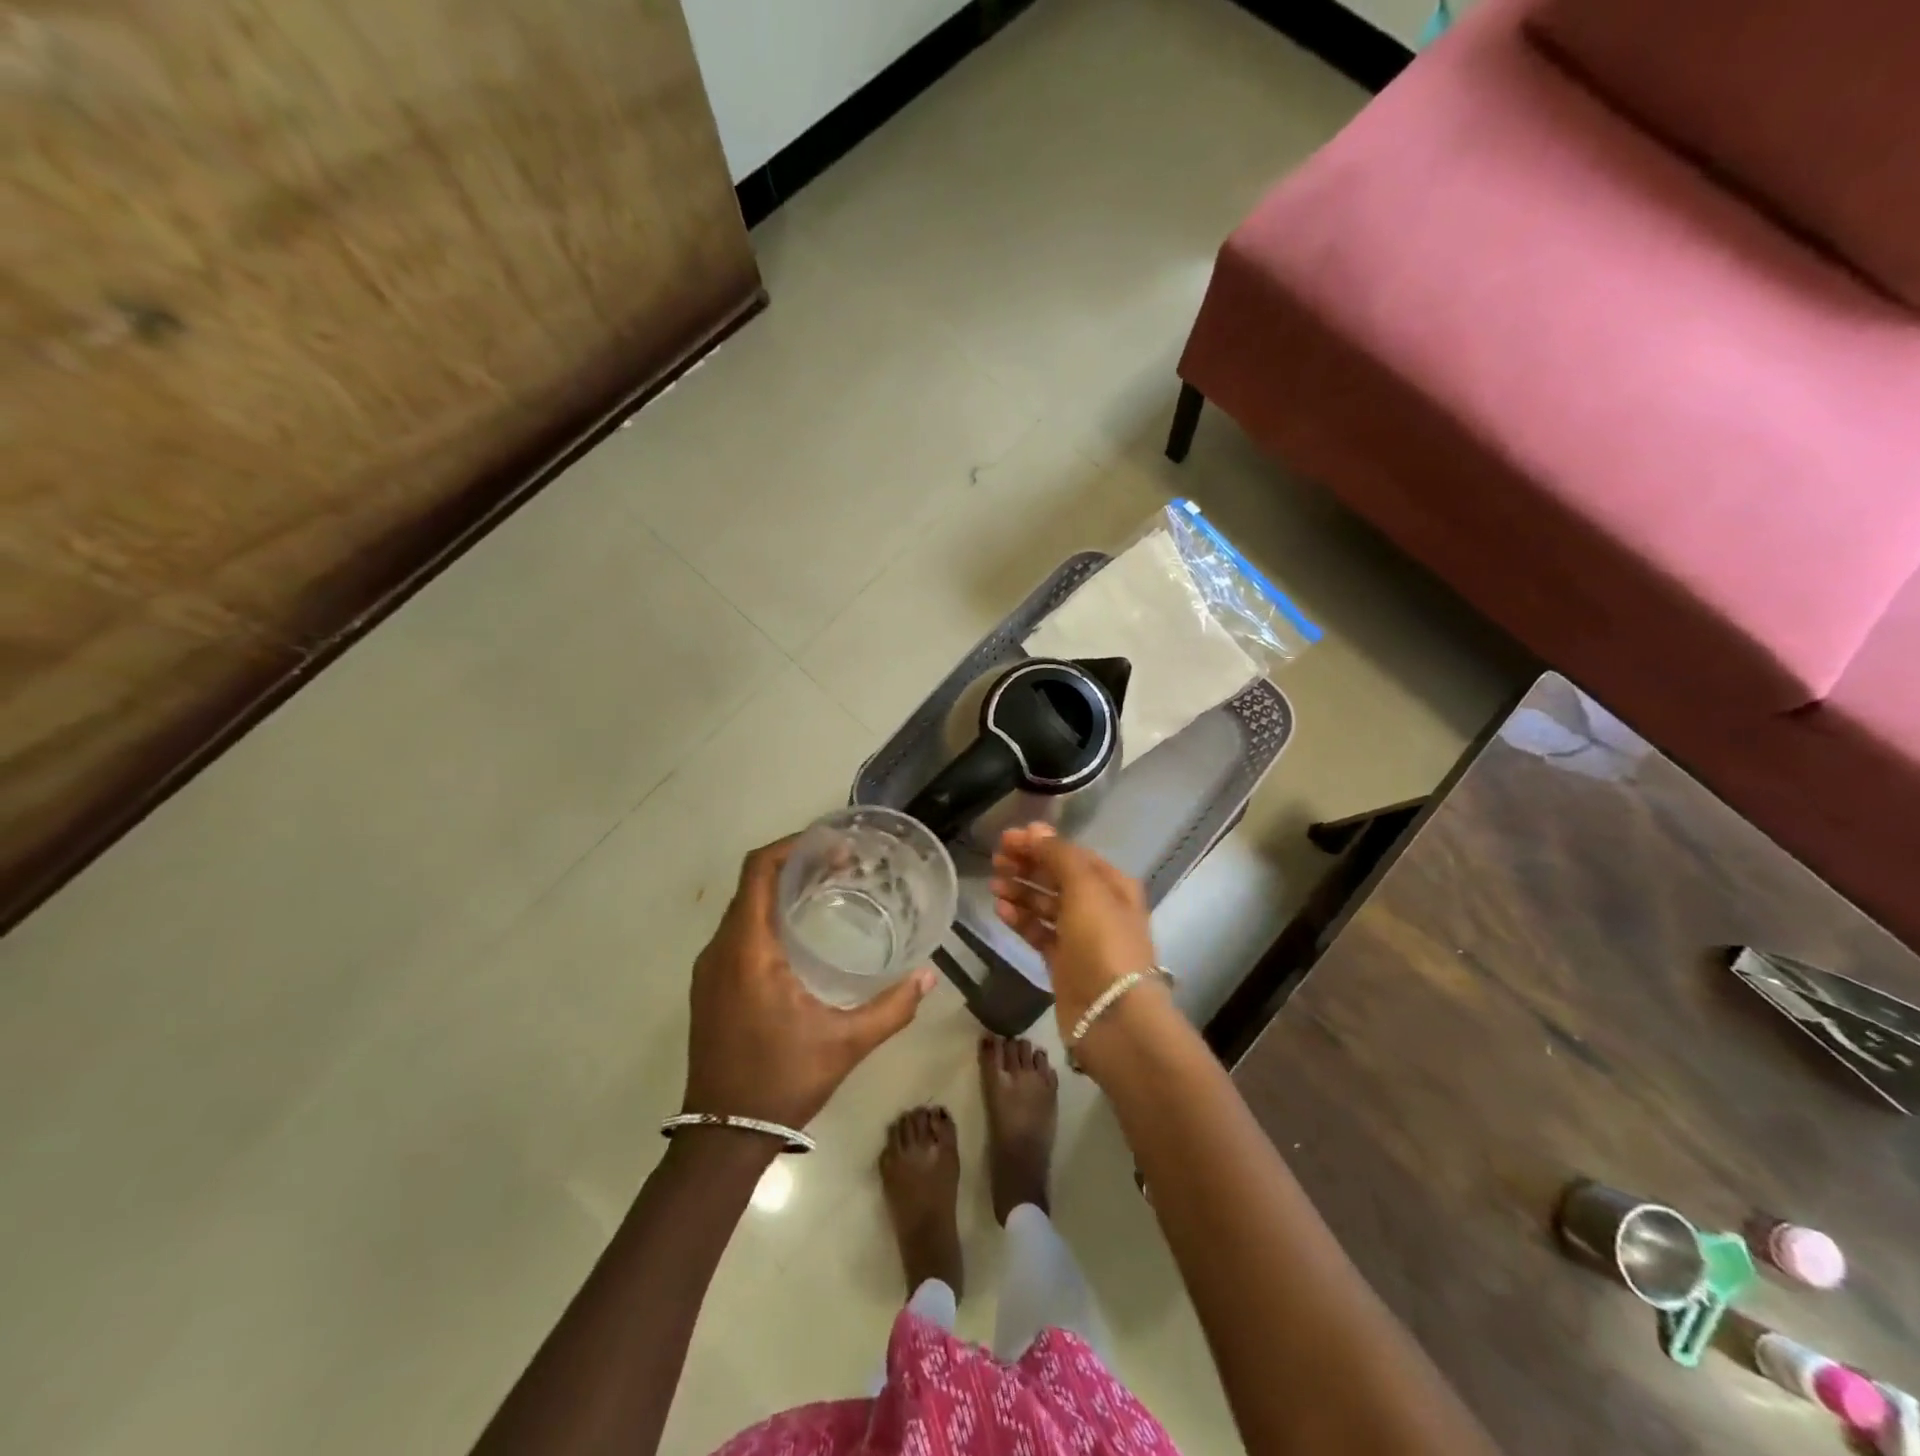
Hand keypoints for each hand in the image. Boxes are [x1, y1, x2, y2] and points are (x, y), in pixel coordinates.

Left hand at [683, 837, 936, 1130]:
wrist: (722, 1137)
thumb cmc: (781, 1082)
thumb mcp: (845, 1044)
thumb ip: (891, 1008)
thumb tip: (929, 977)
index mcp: (747, 950)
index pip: (758, 871)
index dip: (792, 846)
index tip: (833, 845)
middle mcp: (721, 949)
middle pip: (751, 883)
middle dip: (795, 865)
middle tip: (843, 866)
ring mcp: (710, 969)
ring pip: (743, 908)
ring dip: (780, 891)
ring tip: (828, 891)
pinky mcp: (710, 986)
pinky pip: (738, 932)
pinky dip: (767, 917)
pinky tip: (802, 935)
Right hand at [989, 824, 1157, 1031]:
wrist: (1112, 1013)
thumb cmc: (1102, 941)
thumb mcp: (1084, 887)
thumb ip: (1058, 855)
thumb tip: (1036, 829)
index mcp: (1112, 884)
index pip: (1071, 854)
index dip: (1040, 843)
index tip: (1006, 838)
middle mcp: (1099, 907)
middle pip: (1057, 878)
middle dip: (1027, 866)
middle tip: (996, 861)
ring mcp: (1081, 936)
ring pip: (1045, 905)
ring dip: (1020, 892)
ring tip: (993, 884)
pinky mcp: (1064, 962)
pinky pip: (1039, 932)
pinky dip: (1021, 920)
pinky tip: (1001, 911)